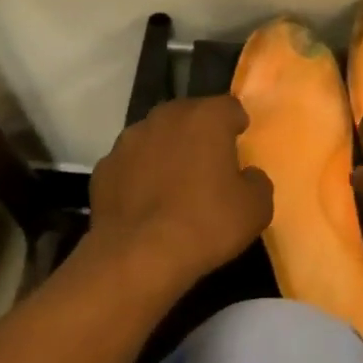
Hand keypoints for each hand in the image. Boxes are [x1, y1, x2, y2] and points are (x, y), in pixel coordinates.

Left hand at [87, 95, 273, 294]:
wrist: (138, 255)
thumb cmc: (206, 224)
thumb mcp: (256, 208)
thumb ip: (257, 181)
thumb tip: (247, 175)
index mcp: (205, 118)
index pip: (229, 107)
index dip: (236, 124)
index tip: (240, 143)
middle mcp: (165, 117)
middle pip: (189, 116)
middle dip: (199, 134)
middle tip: (209, 164)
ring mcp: (128, 140)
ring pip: (155, 137)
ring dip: (166, 151)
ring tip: (174, 184)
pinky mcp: (105, 167)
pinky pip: (131, 164)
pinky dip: (139, 175)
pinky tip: (146, 202)